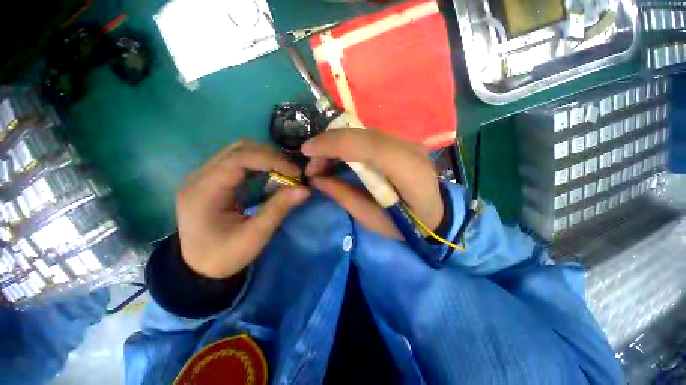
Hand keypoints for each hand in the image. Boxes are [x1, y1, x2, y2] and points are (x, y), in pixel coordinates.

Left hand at [176, 141, 309, 278]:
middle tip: (292, 173)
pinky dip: (260, 166)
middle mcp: (199, 177)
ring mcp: (204, 177)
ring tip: (285, 173)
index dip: (271, 161)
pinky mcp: (213, 180)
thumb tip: (305, 189)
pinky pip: (239, 162)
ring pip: (239, 152)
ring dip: (266, 159)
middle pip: (238, 149)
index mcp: (203, 191)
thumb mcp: (254, 236)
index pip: (239, 159)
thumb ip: (278, 209)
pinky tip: (272, 177)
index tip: (296, 174)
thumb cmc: (224, 256)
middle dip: (271, 157)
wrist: (199, 268)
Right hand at [301, 129, 442, 238]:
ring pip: (362, 132)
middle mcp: (409, 148)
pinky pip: (368, 137)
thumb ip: (343, 195)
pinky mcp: (401, 142)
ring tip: (321, 163)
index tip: (307, 151)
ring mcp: (407, 142)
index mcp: (407, 171)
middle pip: (361, 134)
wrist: (436, 213)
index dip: (333, 144)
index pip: (366, 146)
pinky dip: (347, 144)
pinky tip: (338, 157)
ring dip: (337, 144)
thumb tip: (316, 179)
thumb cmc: (406, 224)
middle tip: (312, 164)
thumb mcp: (371, 218)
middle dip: (329, 144)